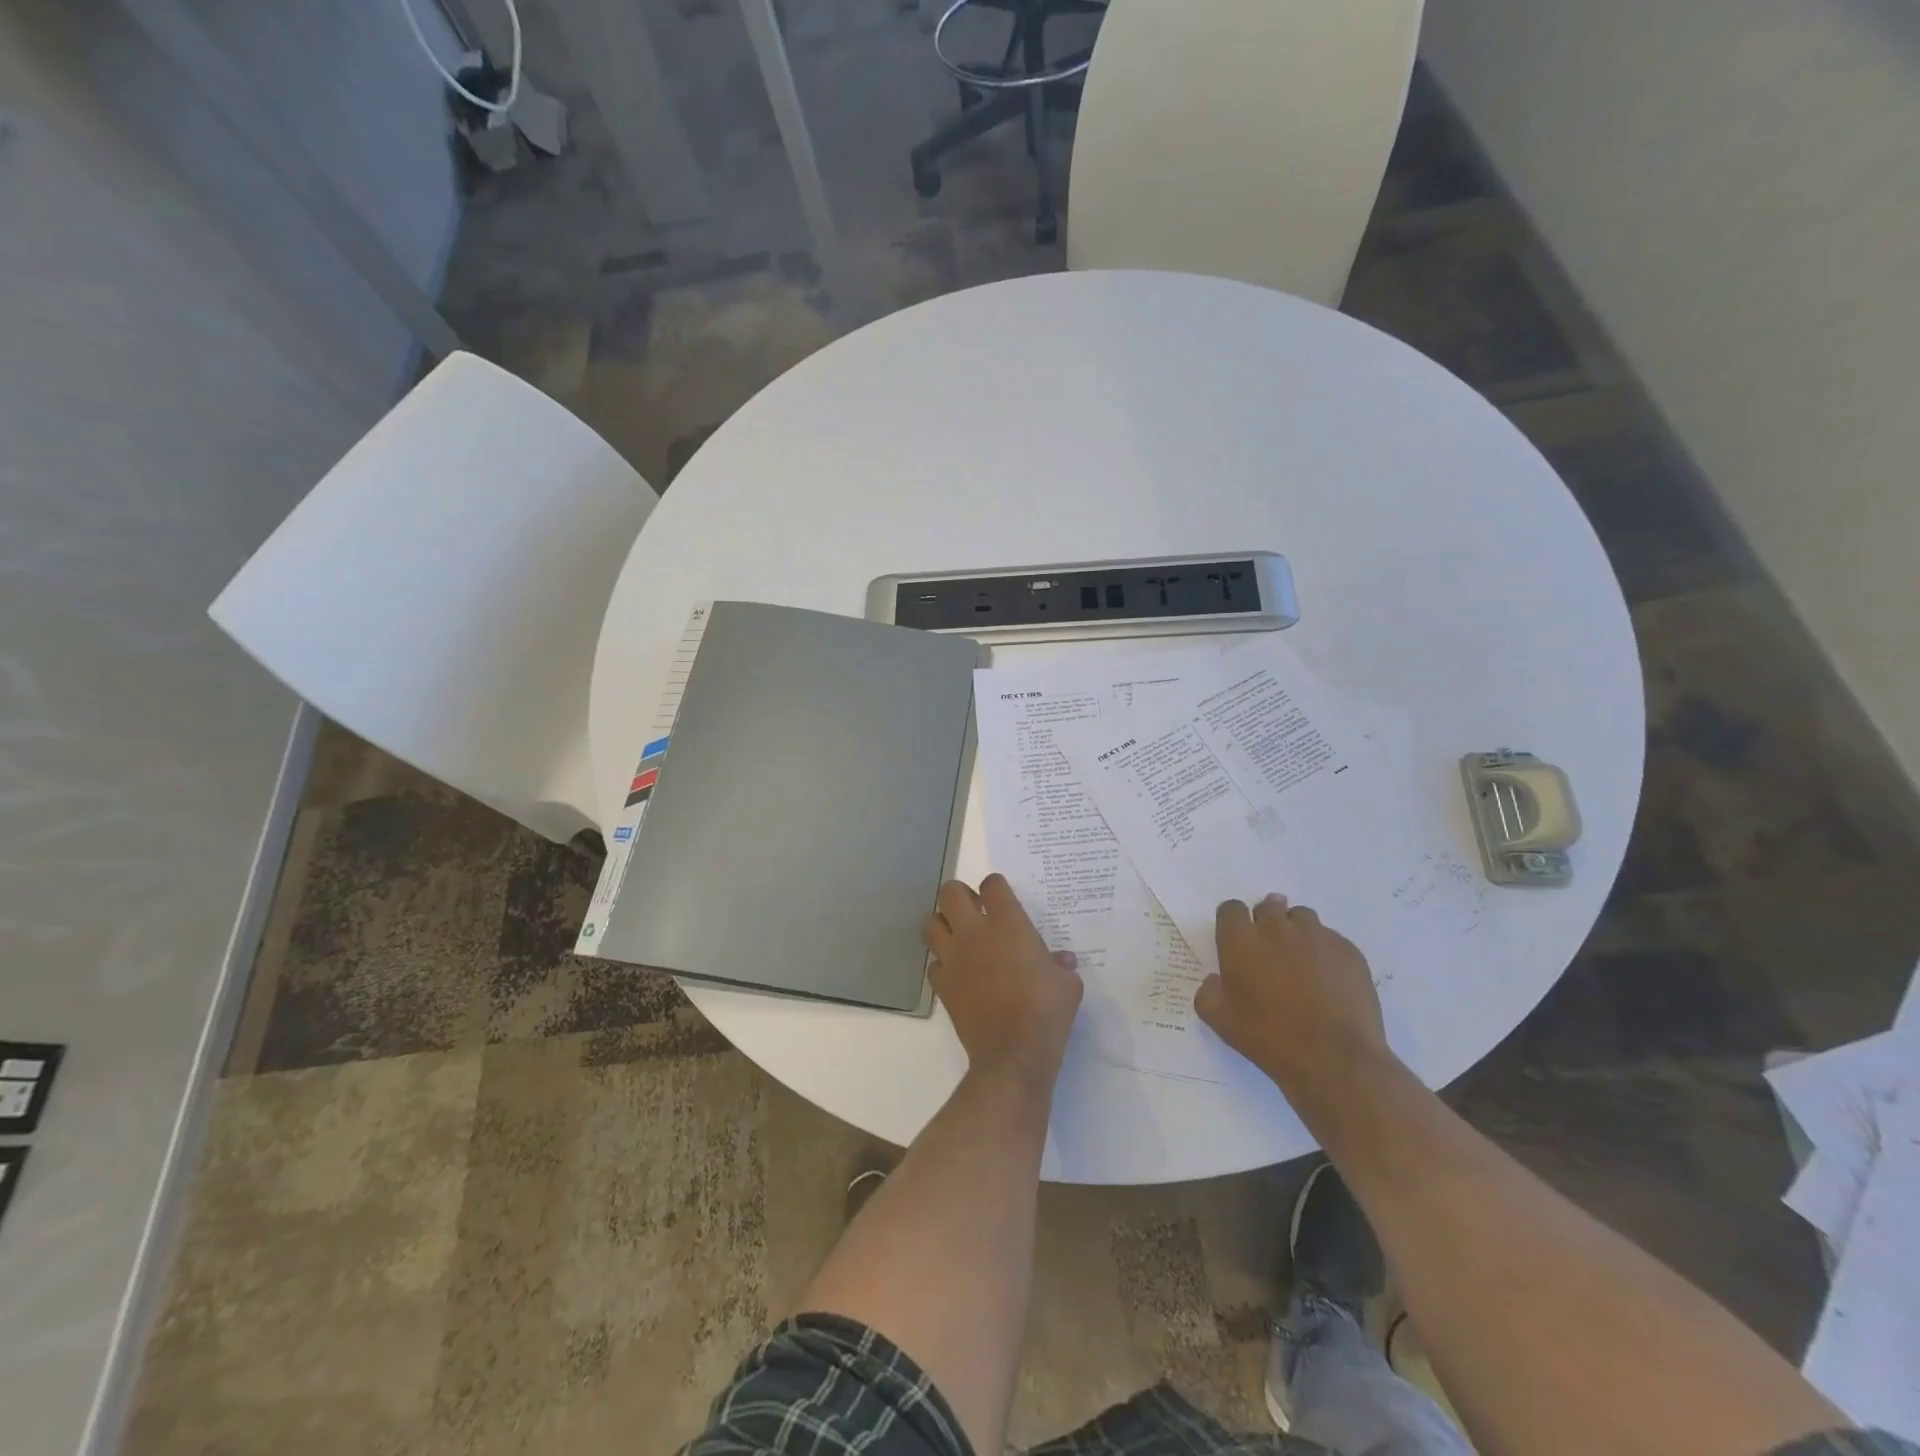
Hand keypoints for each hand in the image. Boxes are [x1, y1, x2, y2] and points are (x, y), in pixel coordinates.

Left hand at [925, 874, 1082, 1087]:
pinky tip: (958, 973)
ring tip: (959, 936)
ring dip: (943, 925)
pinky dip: (943, 964)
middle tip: (974, 909)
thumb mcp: (1068, 984)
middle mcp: (975, 933)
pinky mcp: (943, 986)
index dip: (996, 887)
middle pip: (950, 893)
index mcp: (1008, 924)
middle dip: (959, 895)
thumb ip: (1061, 965)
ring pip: (931, 924)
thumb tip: (1062, 960)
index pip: (992, 884)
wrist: (1013, 1053)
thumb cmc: (1046, 1011)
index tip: (1002, 898)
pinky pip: (934, 964)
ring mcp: (954, 959)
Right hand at [1196, 894, 1391, 1099]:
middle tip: (1270, 952)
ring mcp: (1316, 936)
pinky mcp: (1348, 950)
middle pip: (1268, 906)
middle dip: (1266, 922)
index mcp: (1241, 940)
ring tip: (1301, 963)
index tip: (1237, 942)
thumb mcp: (1220, 1021)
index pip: (1231, 909)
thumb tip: (1216, 980)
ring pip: (1302, 918)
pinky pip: (1331, 939)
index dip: (1233, 923)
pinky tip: (1328, 980)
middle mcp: (1277, 928)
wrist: (1336, 1060)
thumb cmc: (1270, 1038)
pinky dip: (1324, 952)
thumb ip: (1208, 992)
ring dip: (1296, 932)